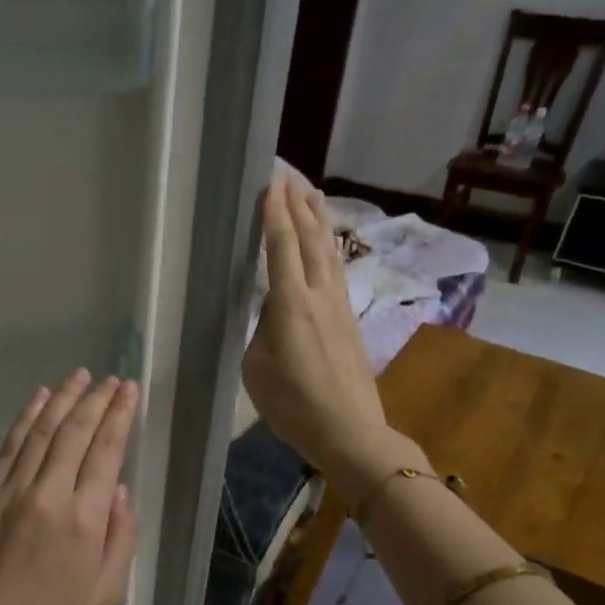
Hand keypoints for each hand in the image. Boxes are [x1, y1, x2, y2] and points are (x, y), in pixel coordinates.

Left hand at [0, 370, 140, 604]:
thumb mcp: (105, 595)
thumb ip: (120, 537)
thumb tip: (118, 490)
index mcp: (83, 520)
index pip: (105, 451)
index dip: (118, 416)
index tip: (128, 390)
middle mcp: (46, 495)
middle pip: (73, 433)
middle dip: (95, 400)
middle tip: (110, 379)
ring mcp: (8, 493)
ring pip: (39, 433)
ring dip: (61, 400)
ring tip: (79, 377)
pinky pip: (8, 449)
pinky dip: (25, 420)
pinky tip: (38, 402)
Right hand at [242, 180, 402, 483]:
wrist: (348, 430)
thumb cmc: (293, 404)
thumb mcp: (256, 368)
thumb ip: (259, 330)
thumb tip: (266, 313)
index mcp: (291, 305)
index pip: (282, 247)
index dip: (275, 213)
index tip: (269, 182)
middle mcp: (320, 295)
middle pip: (312, 237)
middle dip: (299, 203)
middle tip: (288, 173)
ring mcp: (339, 305)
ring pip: (329, 250)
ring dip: (318, 218)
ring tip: (309, 192)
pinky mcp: (348, 318)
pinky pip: (336, 268)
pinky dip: (328, 244)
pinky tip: (326, 242)